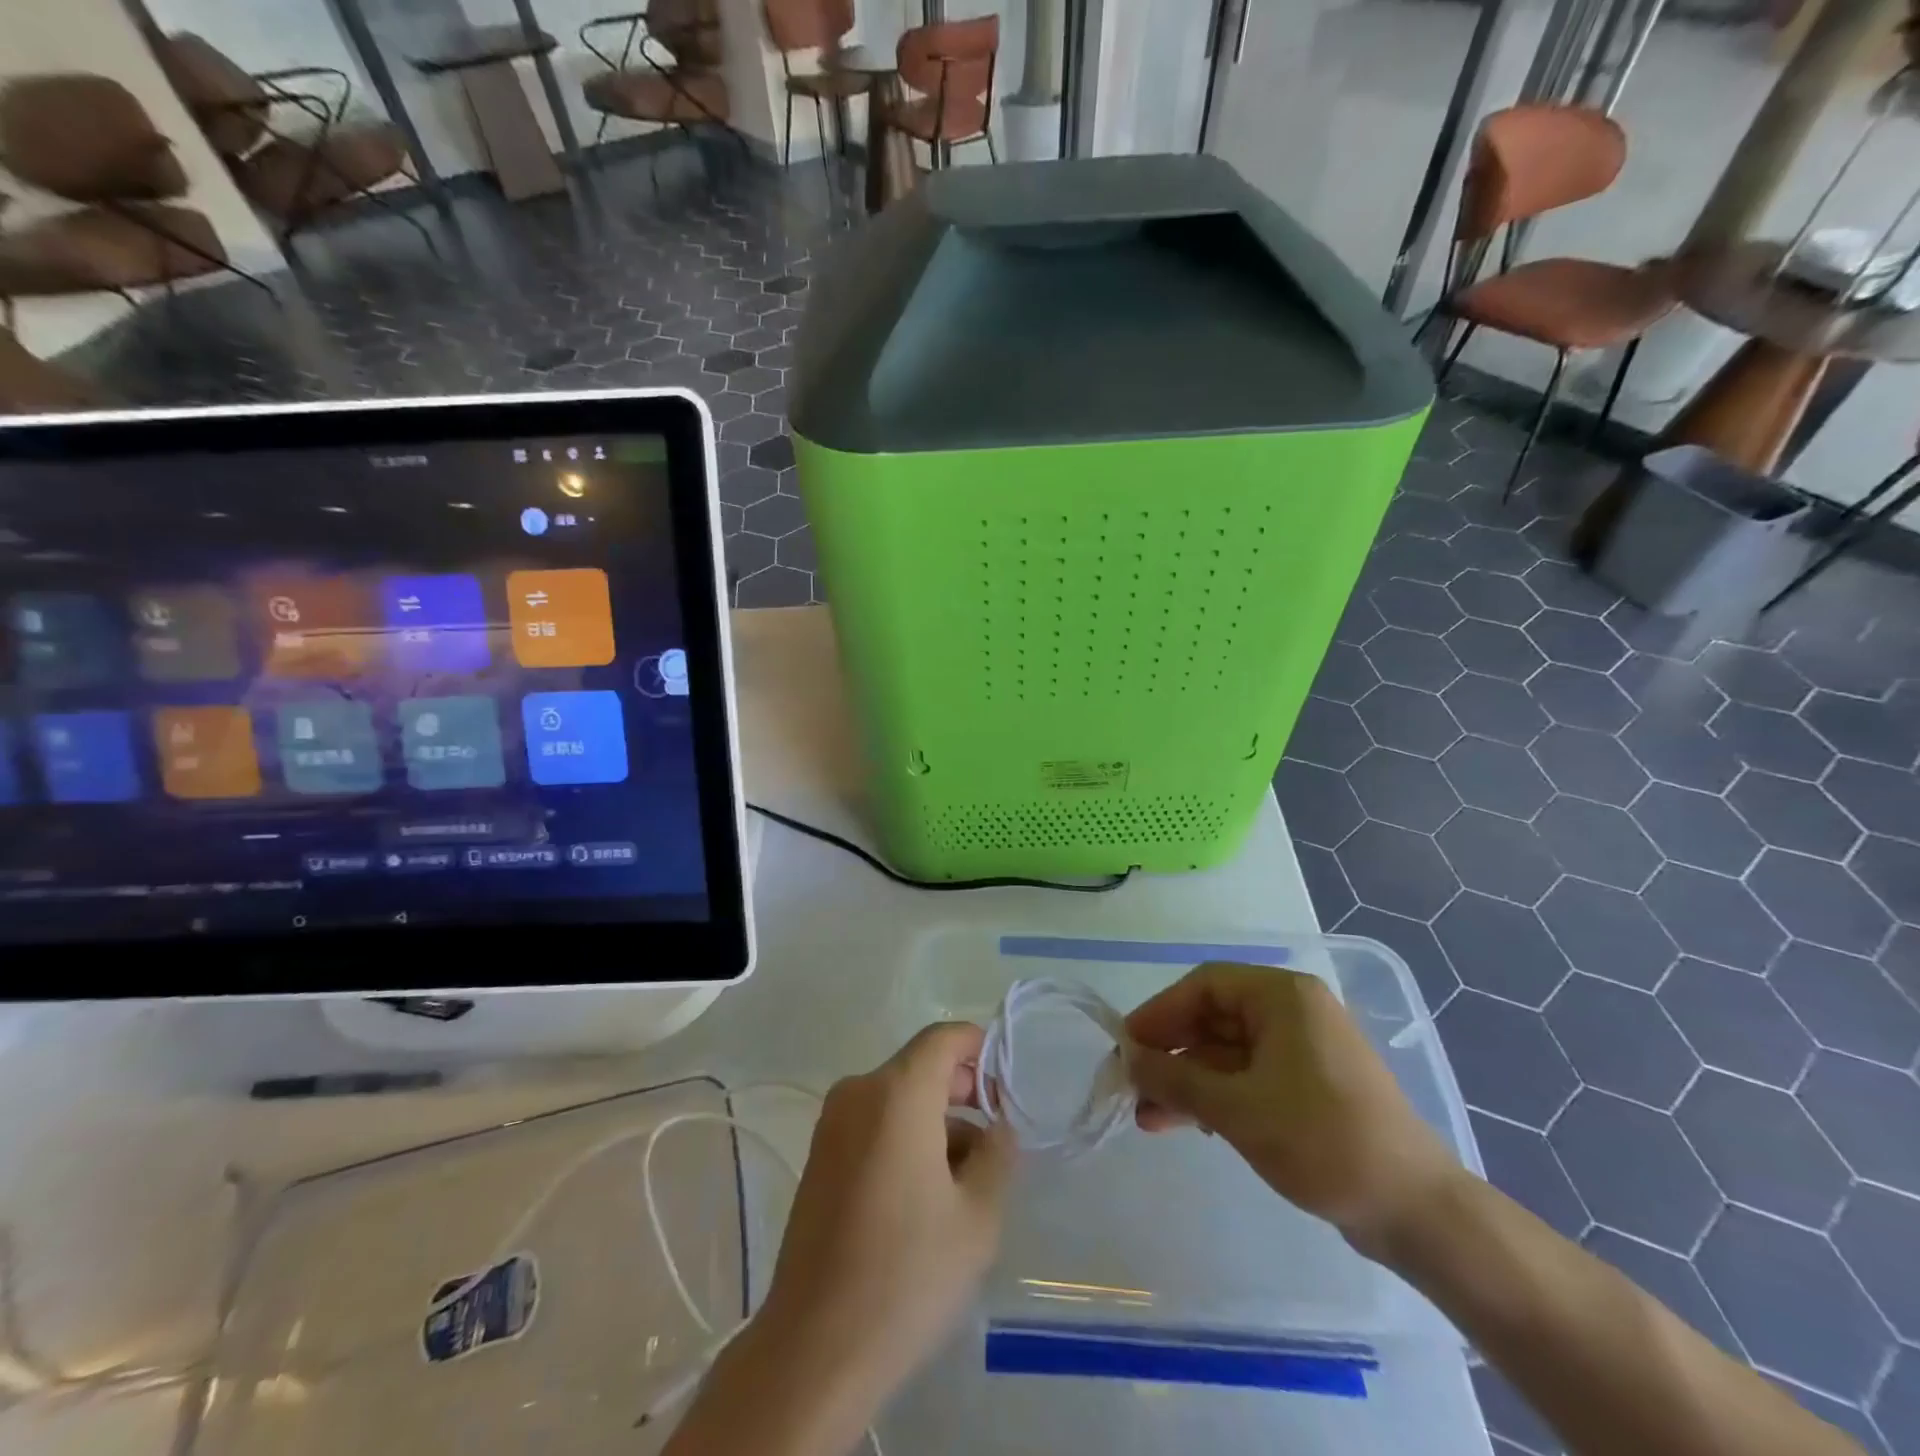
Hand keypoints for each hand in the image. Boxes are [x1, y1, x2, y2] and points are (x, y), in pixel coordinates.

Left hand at [756, 1022, 1017, 1403]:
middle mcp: (859, 1092)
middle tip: (996, 1141)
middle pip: (920, 1066)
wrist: (814, 1348)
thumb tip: (997, 1127)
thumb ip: (998, 1154)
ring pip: (898, 1098)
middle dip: (962, 1092)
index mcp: (896, 1092)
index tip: (1007, 1089)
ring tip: (966, 1182)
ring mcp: (832, 1124)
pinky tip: (926, 1195)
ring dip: (936, 1121)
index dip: (980, 1049)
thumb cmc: (907, 1274)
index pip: (944, 1038)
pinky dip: (905, 1138)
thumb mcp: (978, 1216)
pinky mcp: (819, 1156)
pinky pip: (874, 1123)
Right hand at [1124, 964, 1460, 1255]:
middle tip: (1133, 1087)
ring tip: (1149, 1118)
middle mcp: (1292, 1012)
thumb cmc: (1322, 1140)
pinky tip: (1188, 1125)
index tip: (1127, 1047)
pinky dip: (1216, 1097)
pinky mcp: (1309, 1087)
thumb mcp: (1237, 1108)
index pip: (1203, 986)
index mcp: (1282, 996)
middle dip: (1170, 1055)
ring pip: (1226, 1053)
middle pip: (1212, 1020)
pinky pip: (1247, 1078)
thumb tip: (1126, 1058)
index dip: (1160, 1013)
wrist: (1416, 1212)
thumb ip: (1175, 1079)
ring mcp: (1303, 1051)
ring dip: (1187, 1082)